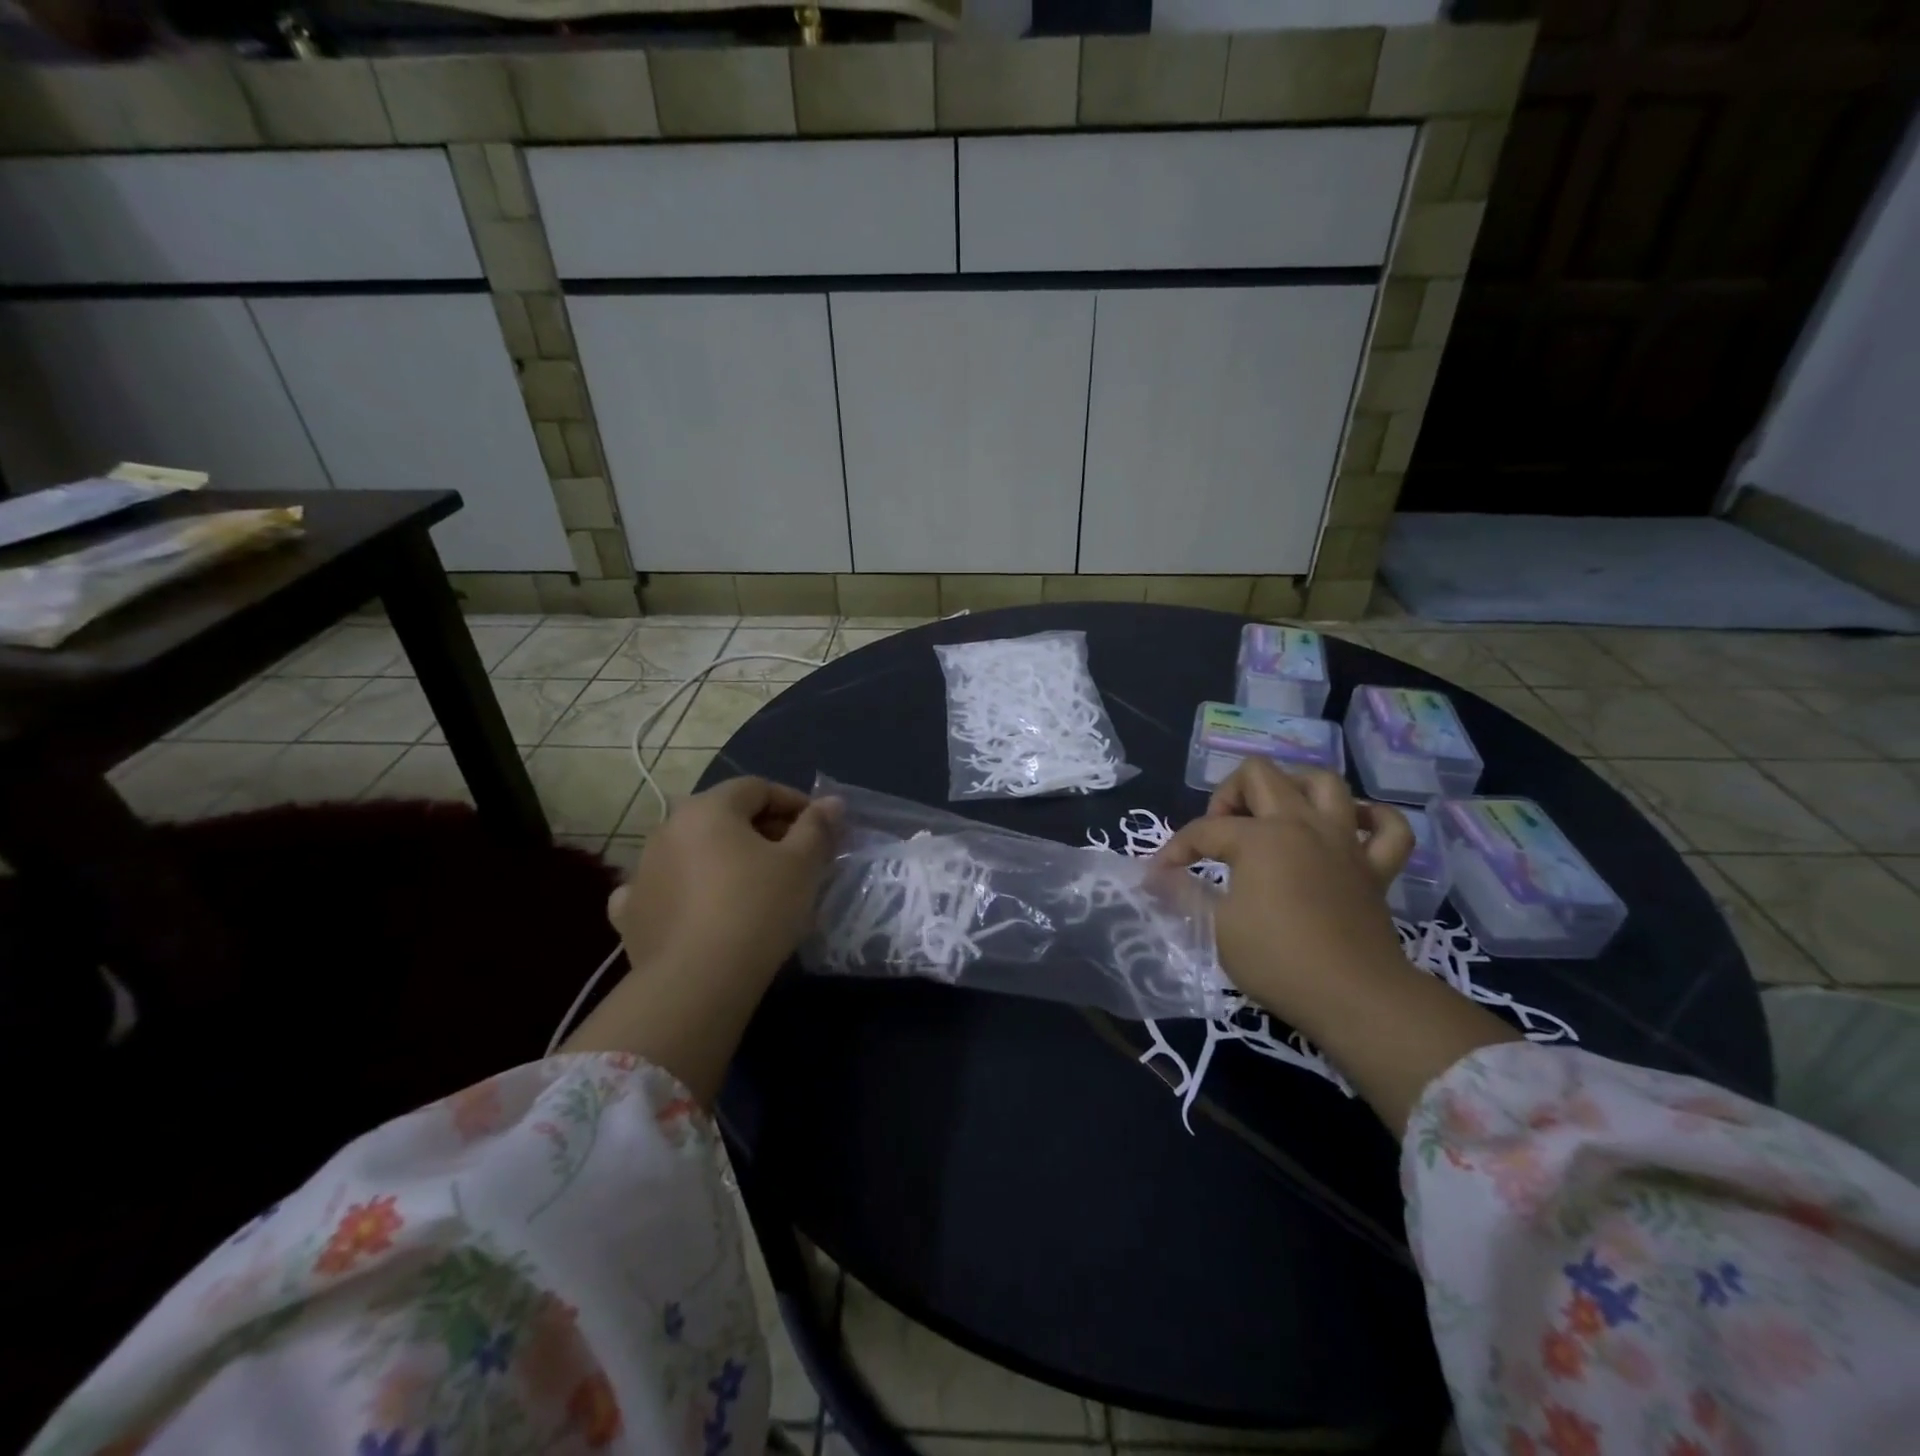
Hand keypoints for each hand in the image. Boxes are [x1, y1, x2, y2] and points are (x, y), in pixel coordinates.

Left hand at [610, 777, 840, 986]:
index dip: (793, 802)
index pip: (757, 788)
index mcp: (708, 808)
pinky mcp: (631, 912)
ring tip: (754, 885)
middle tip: (795, 858)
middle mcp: (667, 828)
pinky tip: (695, 907)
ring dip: (724, 857)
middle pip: (723, 816)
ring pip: (693, 850)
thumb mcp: (801, 865)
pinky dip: (681, 890)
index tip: (819, 827)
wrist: (697, 983)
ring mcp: (643, 870)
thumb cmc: (757, 909)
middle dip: (762, 830)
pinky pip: (661, 888)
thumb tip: (832, 802)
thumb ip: (817, 827)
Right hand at [1158, 758, 1517, 1134]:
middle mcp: (1302, 825)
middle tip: (1221, 831)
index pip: (1205, 829)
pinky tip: (1351, 826)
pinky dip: (1374, 818)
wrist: (1354, 997)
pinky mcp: (1375, 868)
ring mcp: (1344, 842)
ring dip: (1295, 787)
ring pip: (1325, 783)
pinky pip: (1390, 828)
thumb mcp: (1216, 928)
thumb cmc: (1277, 960)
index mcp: (1259, 838)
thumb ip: (1185, 893)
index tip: (1161, 875)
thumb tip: (1156, 878)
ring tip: (1276, 813)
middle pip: (1261, 775)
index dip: (1176, 849)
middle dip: (1229, 794)